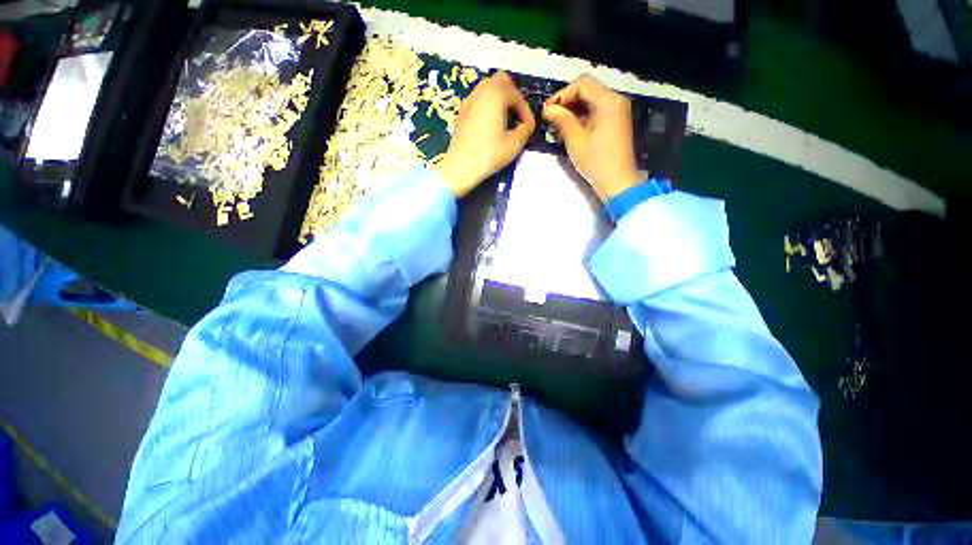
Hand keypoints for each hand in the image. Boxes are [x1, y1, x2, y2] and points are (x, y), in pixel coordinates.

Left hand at [435, 72, 534, 196]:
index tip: (528, 126)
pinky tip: (491, 125)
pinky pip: (479, 99)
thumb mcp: (514, 144)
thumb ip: (526, 129)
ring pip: (488, 88)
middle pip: (501, 81)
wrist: (460, 167)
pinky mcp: (462, 112)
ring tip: (505, 120)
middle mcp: (481, 92)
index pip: (517, 94)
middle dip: (513, 96)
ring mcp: (469, 101)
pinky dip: (488, 105)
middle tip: (517, 116)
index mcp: (496, 95)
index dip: (526, 110)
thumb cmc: (488, 155)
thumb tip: (527, 124)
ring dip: (500, 99)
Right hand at [541, 75, 640, 200]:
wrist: (618, 182)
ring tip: (558, 126)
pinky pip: (597, 112)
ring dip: (574, 110)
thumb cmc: (596, 161)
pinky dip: (583, 117)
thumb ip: (561, 120)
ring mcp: (618, 112)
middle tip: (551, 118)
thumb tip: (547, 109)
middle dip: (567, 102)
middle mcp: (616, 100)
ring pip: (591, 101)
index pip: (582, 84)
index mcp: (608, 100)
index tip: (548, 110)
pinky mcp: (616, 123)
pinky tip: (571, 130)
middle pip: (588, 90)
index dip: (562, 94)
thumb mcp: (575, 140)